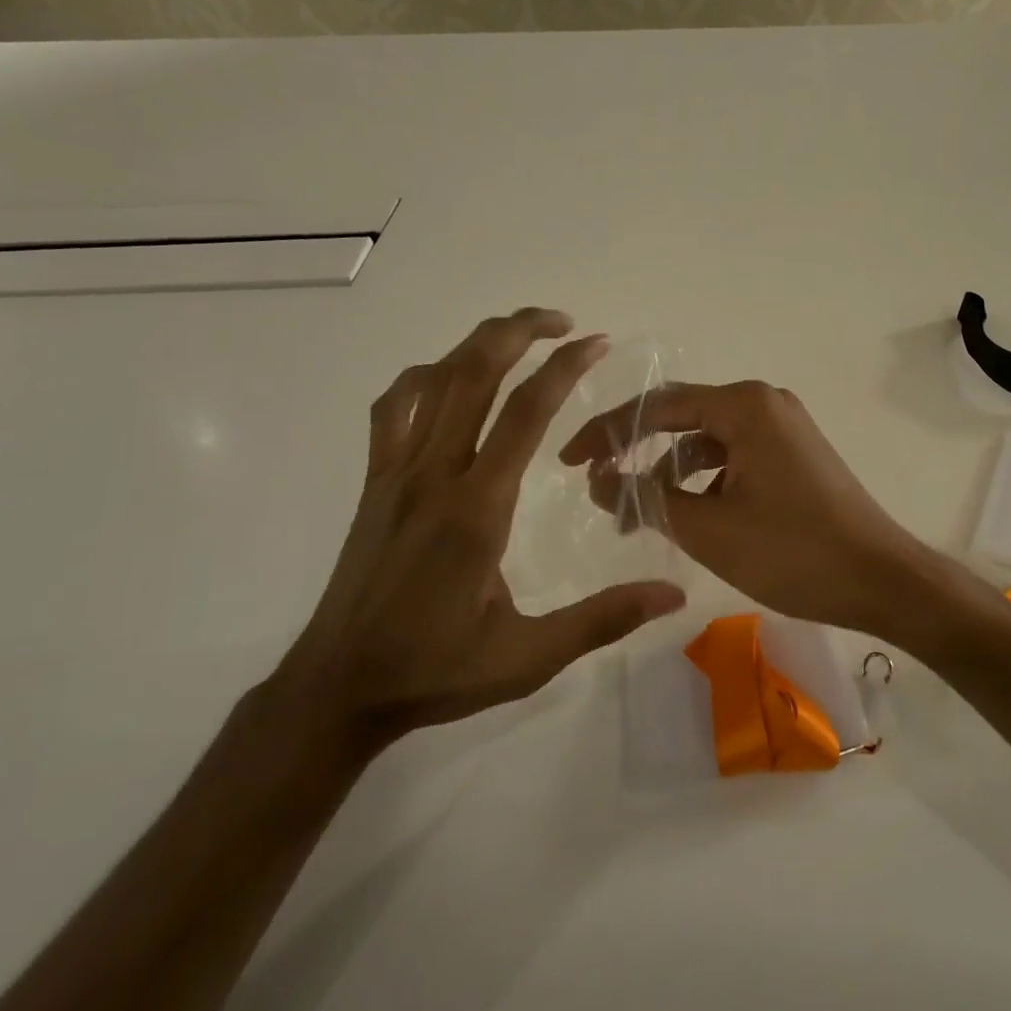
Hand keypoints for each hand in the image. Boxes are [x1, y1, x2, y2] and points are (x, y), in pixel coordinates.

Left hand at [275, 308, 686, 755]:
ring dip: (477, 344)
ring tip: (518, 335)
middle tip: (564, 322)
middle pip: (474, 373)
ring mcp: (397, 473)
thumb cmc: (436, 670)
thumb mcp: (529, 657)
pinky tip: (449, 380)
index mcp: (477, 508)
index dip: (565, 368)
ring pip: (433, 380)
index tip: (598, 343)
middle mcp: (434, 474)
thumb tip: (673, 592)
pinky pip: (394, 407)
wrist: (337, 688)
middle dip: (520, 331)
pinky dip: (424, 376)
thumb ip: (603, 619)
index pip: (525, 412)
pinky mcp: (375, 482)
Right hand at [558, 381, 932, 642]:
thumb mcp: (707, 529)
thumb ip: (646, 498)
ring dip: (670, 474)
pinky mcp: (793, 454)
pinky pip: (734, 457)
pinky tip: (689, 516)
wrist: (883, 580)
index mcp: (744, 405)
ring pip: (708, 442)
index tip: (569, 462)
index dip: (607, 433)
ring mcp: (783, 427)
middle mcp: (764, 403)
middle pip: (682, 419)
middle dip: (636, 453)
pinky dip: (704, 482)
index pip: (658, 407)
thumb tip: (598, 480)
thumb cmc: (792, 552)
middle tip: (598, 486)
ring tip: (639, 517)